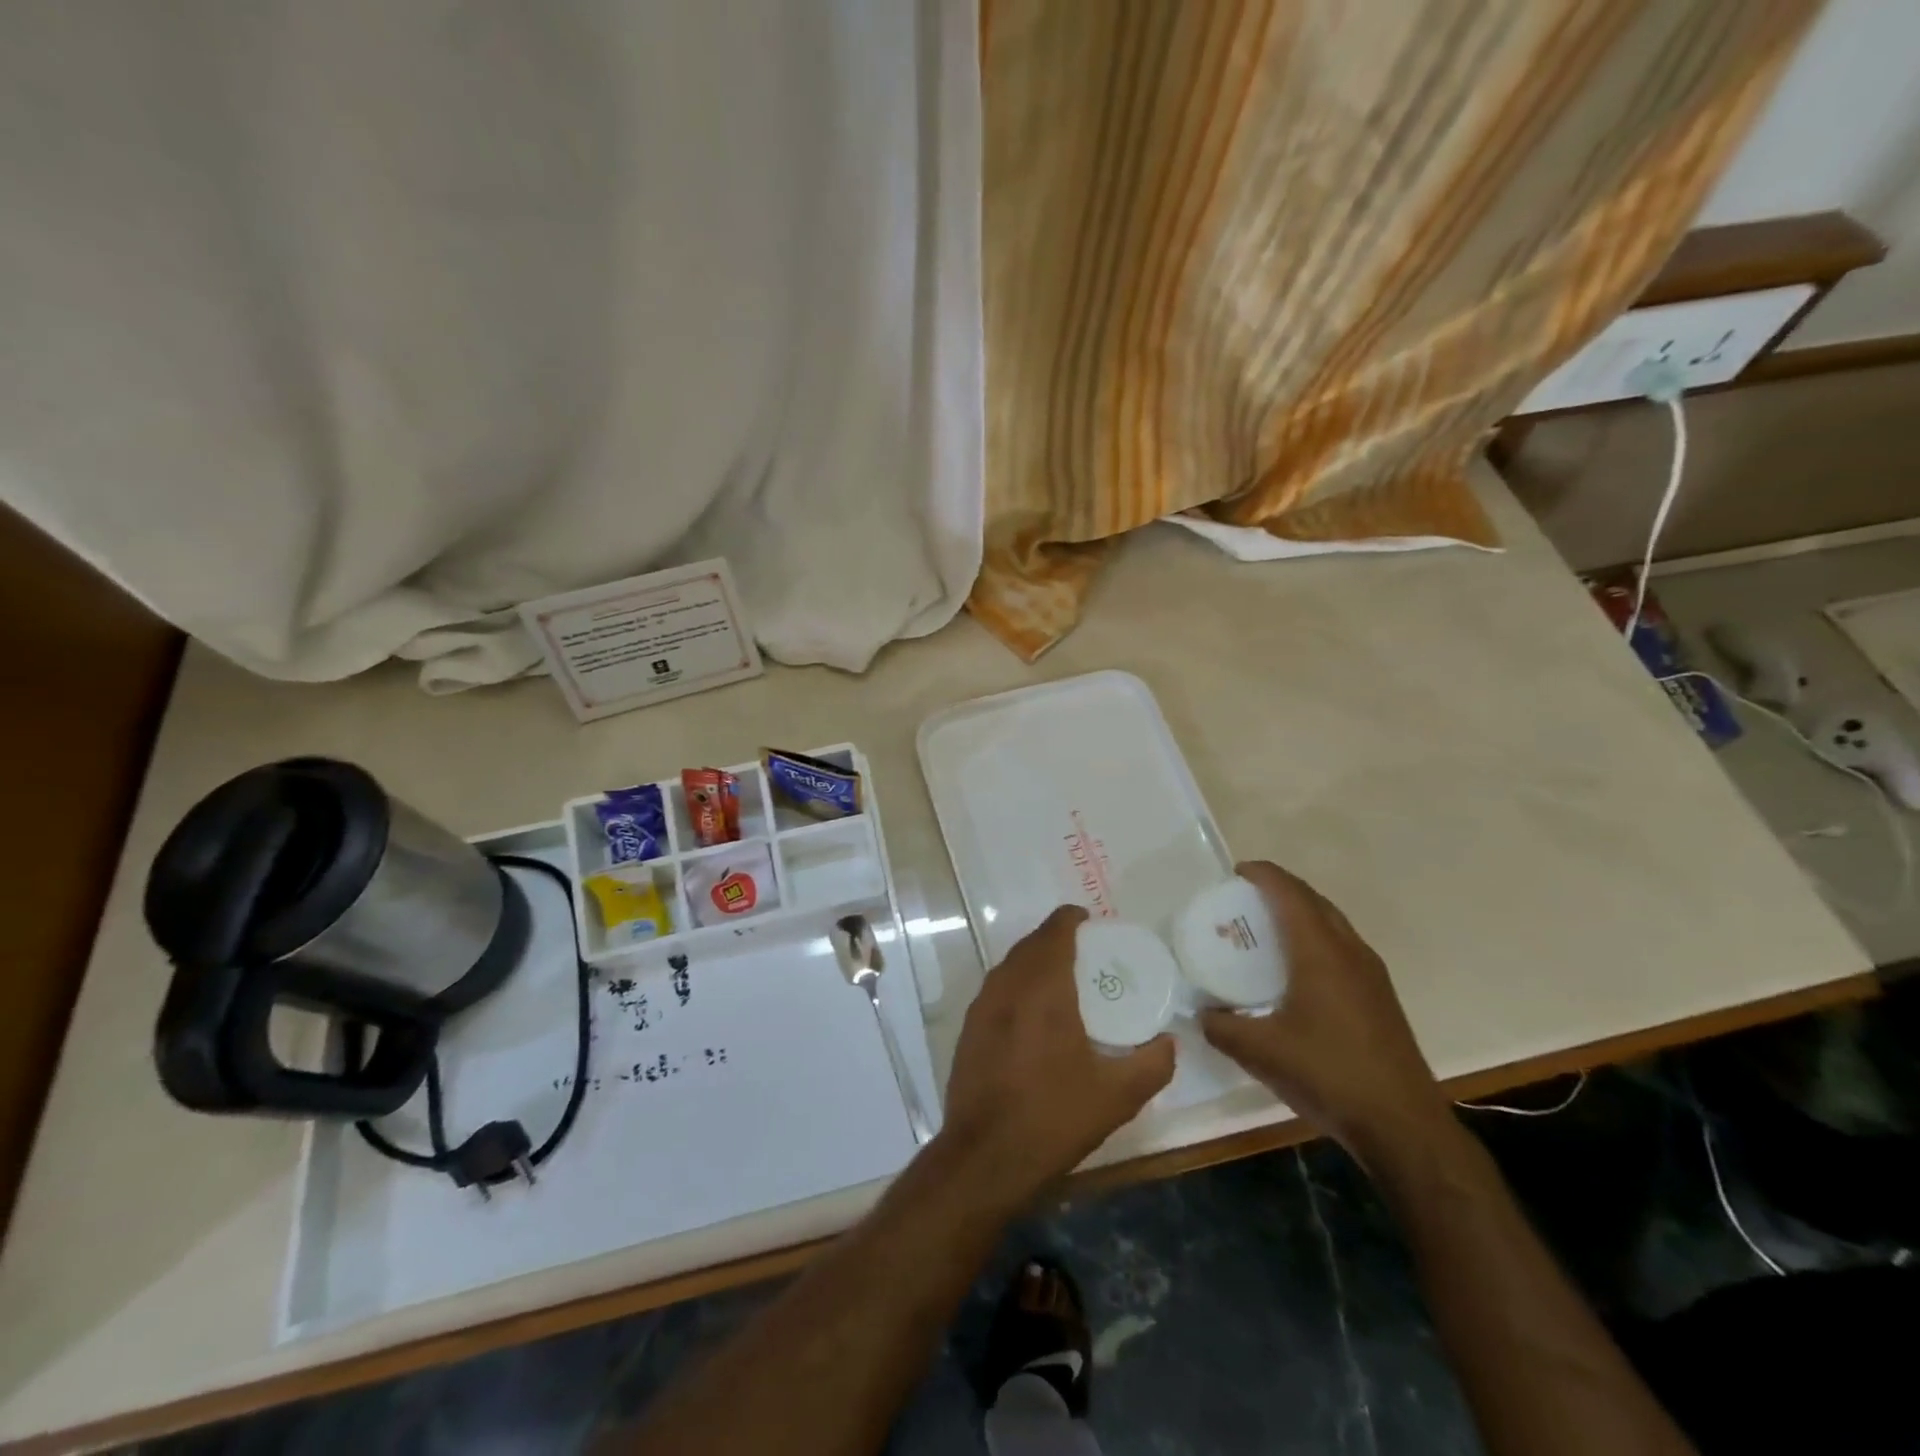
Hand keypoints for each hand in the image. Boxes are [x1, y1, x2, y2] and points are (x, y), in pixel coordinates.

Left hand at [938, 906, 1174, 1211]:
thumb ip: (1151, 1064)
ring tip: (1061, 976)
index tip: (1090, 920)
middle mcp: (1007, 986)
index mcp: (1043, 988)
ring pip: (1010, 965)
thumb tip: (1170, 1042)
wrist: (984, 1157)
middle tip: (1084, 950)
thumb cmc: (1053, 1117)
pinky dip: (1017, 984)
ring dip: (1034, 960)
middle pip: (1031, 944)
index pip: (1054, 932)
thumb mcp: (1116, 1096)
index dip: (1071, 918)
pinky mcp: (969, 1029)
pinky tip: (1032, 1012)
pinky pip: (997, 989)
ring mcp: (982, 1006)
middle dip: (1055, 938)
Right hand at [1199, 862, 1448, 1153]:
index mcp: (1320, 952)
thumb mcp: (1260, 1052)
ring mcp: (1371, 974)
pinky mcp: (1380, 997)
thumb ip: (1222, 1027)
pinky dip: (1316, 939)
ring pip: (1332, 923)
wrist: (1403, 1127)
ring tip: (1268, 929)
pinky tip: (1297, 971)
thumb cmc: (1329, 1075)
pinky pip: (1342, 947)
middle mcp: (1350, 951)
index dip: (1262, 874)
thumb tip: (1201, 1014)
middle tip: (1245, 899)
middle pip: (1314, 900)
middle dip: (1280, 889)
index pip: (1289, 893)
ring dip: (1301, 913)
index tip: (1235, 872)